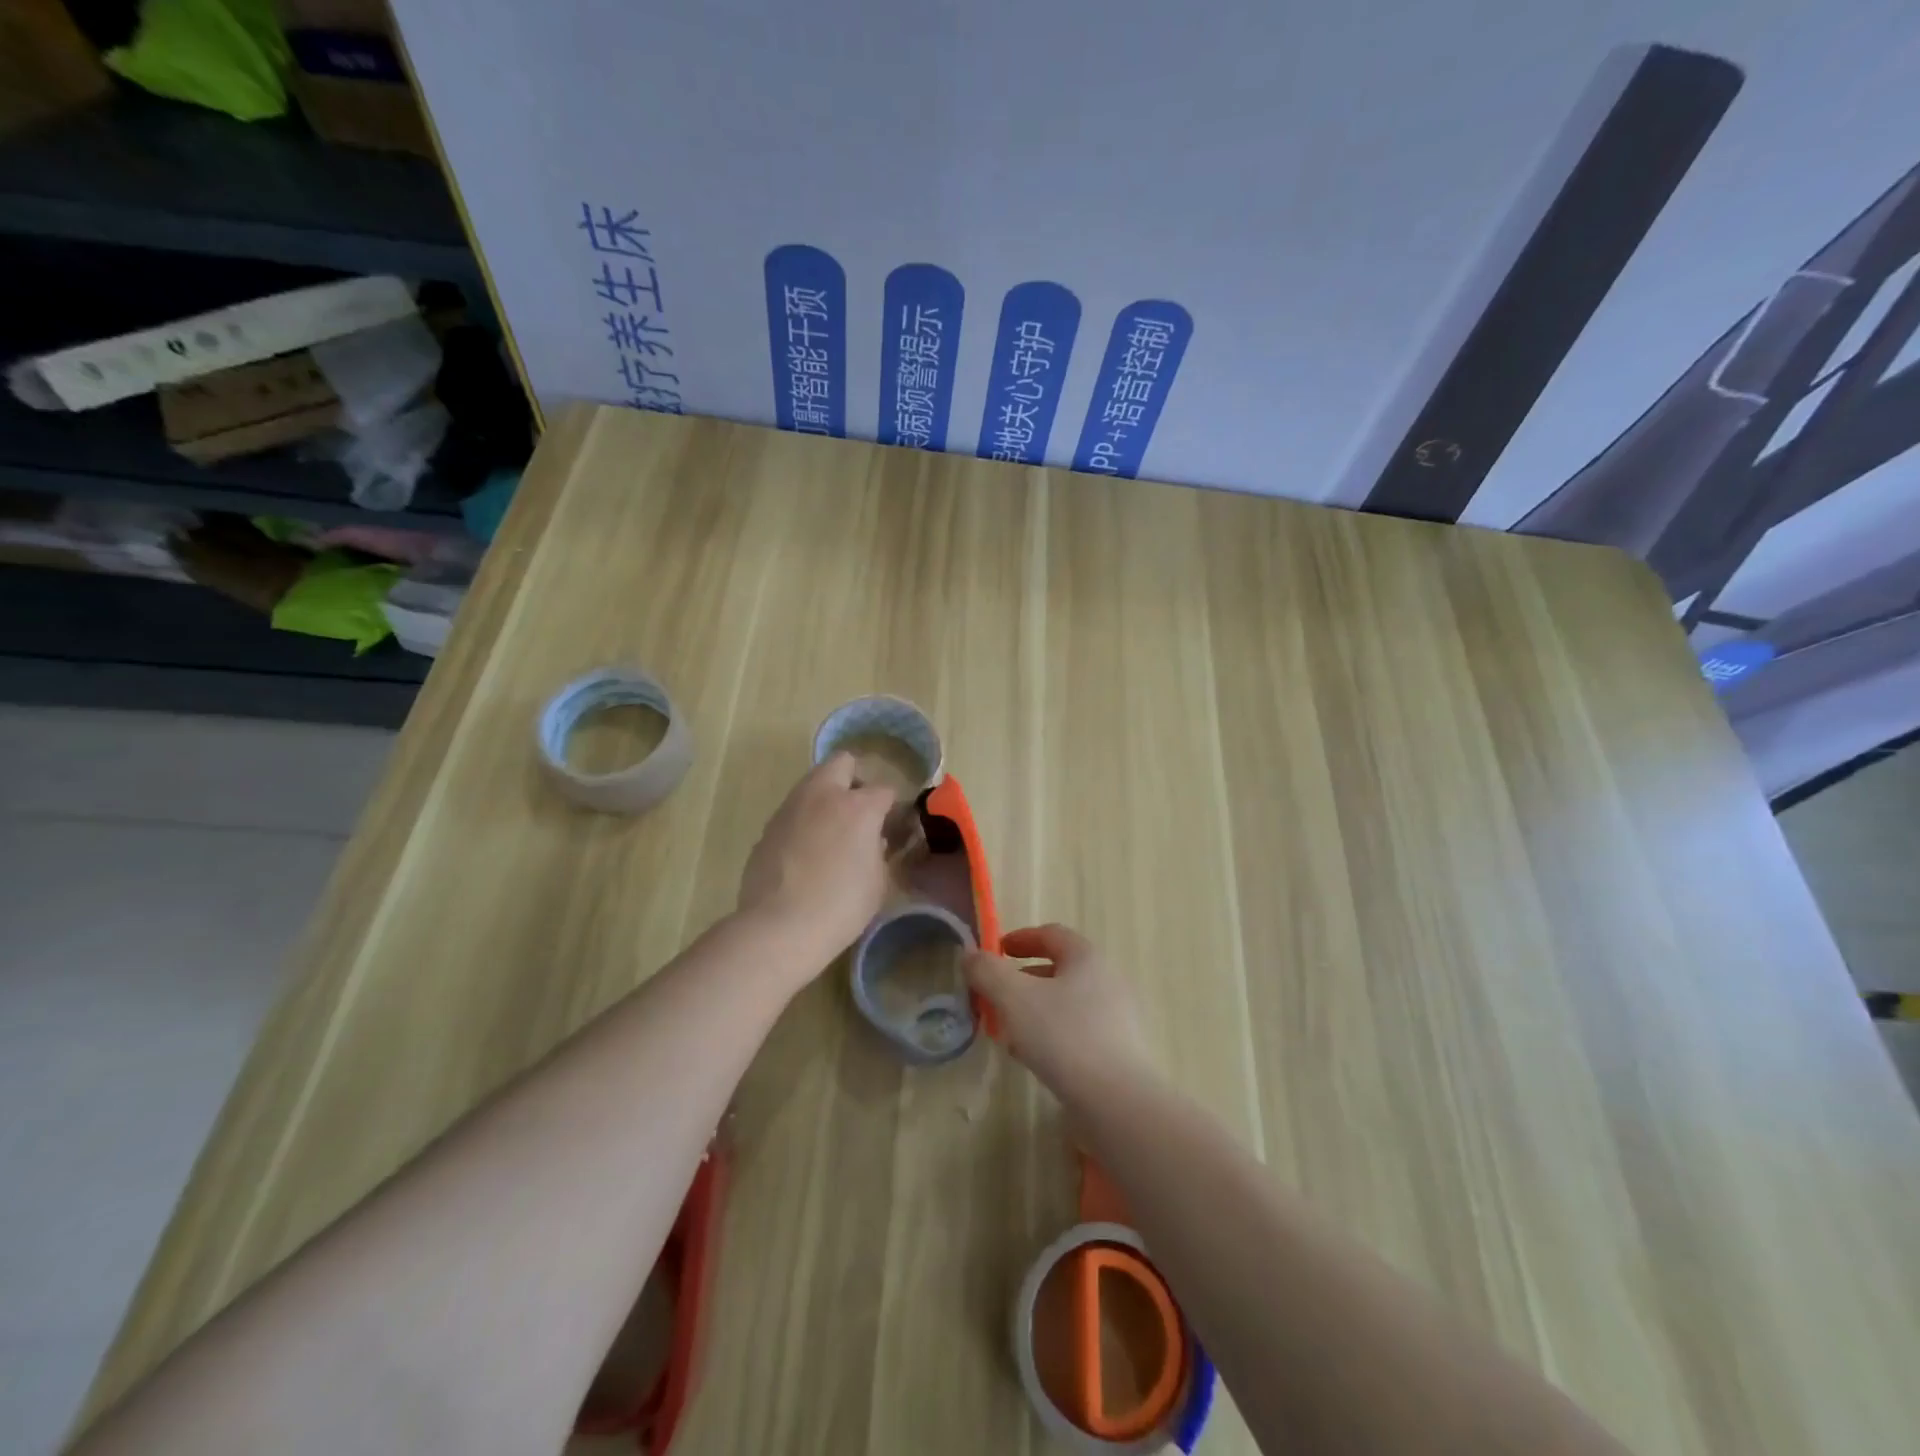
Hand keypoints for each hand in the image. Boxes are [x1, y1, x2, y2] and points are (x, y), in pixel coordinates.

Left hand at [737, 752, 894, 963]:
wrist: (779, 927)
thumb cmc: (840, 906)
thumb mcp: (878, 881)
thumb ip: (880, 851)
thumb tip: (874, 840)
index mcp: (858, 806)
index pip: (885, 791)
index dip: (892, 809)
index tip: (893, 828)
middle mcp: (823, 796)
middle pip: (842, 763)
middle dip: (855, 780)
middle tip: (860, 812)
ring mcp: (791, 808)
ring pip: (812, 784)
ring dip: (826, 799)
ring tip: (832, 834)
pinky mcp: (768, 827)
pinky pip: (793, 812)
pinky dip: (804, 822)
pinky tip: (806, 854)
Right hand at [964, 924, 1149, 1098]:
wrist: (1118, 1101)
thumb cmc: (1064, 1036)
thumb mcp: (1014, 998)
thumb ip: (988, 971)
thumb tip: (970, 955)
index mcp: (1086, 957)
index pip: (1051, 934)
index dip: (1020, 938)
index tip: (996, 952)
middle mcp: (1106, 980)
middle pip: (1058, 969)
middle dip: (1022, 980)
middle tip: (995, 996)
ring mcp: (1116, 1016)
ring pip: (1065, 1003)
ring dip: (1033, 1010)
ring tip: (1007, 1031)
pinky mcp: (1118, 1050)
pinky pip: (1076, 1031)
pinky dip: (1050, 1034)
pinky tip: (1032, 1057)